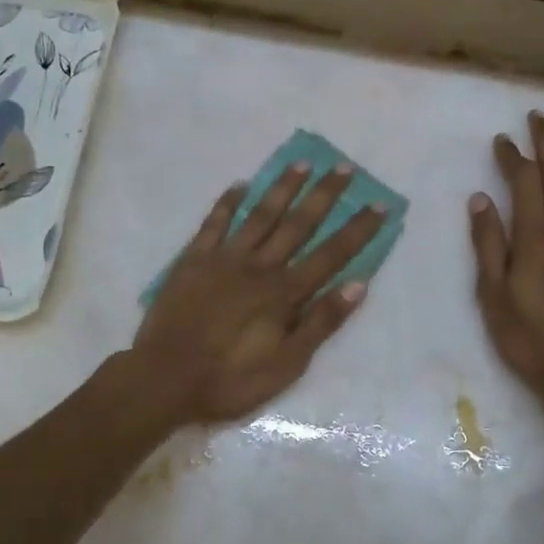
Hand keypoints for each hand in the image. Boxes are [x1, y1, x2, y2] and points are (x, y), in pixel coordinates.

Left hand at [130, 162, 385, 424]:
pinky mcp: (193, 260)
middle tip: (344, 167)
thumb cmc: (230, 379)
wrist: (165, 378)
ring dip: (282, 188)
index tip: (379, 204)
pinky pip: (214, 223)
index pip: (331, 254)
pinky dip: (228, 203)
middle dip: (324, 195)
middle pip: (298, 224)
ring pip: (260, 215)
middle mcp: (259, 266)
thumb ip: (321, 323)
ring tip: (301, 163)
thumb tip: (358, 284)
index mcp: (284, 293)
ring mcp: (224, 259)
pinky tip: (240, 185)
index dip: (357, 230)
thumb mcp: (287, 364)